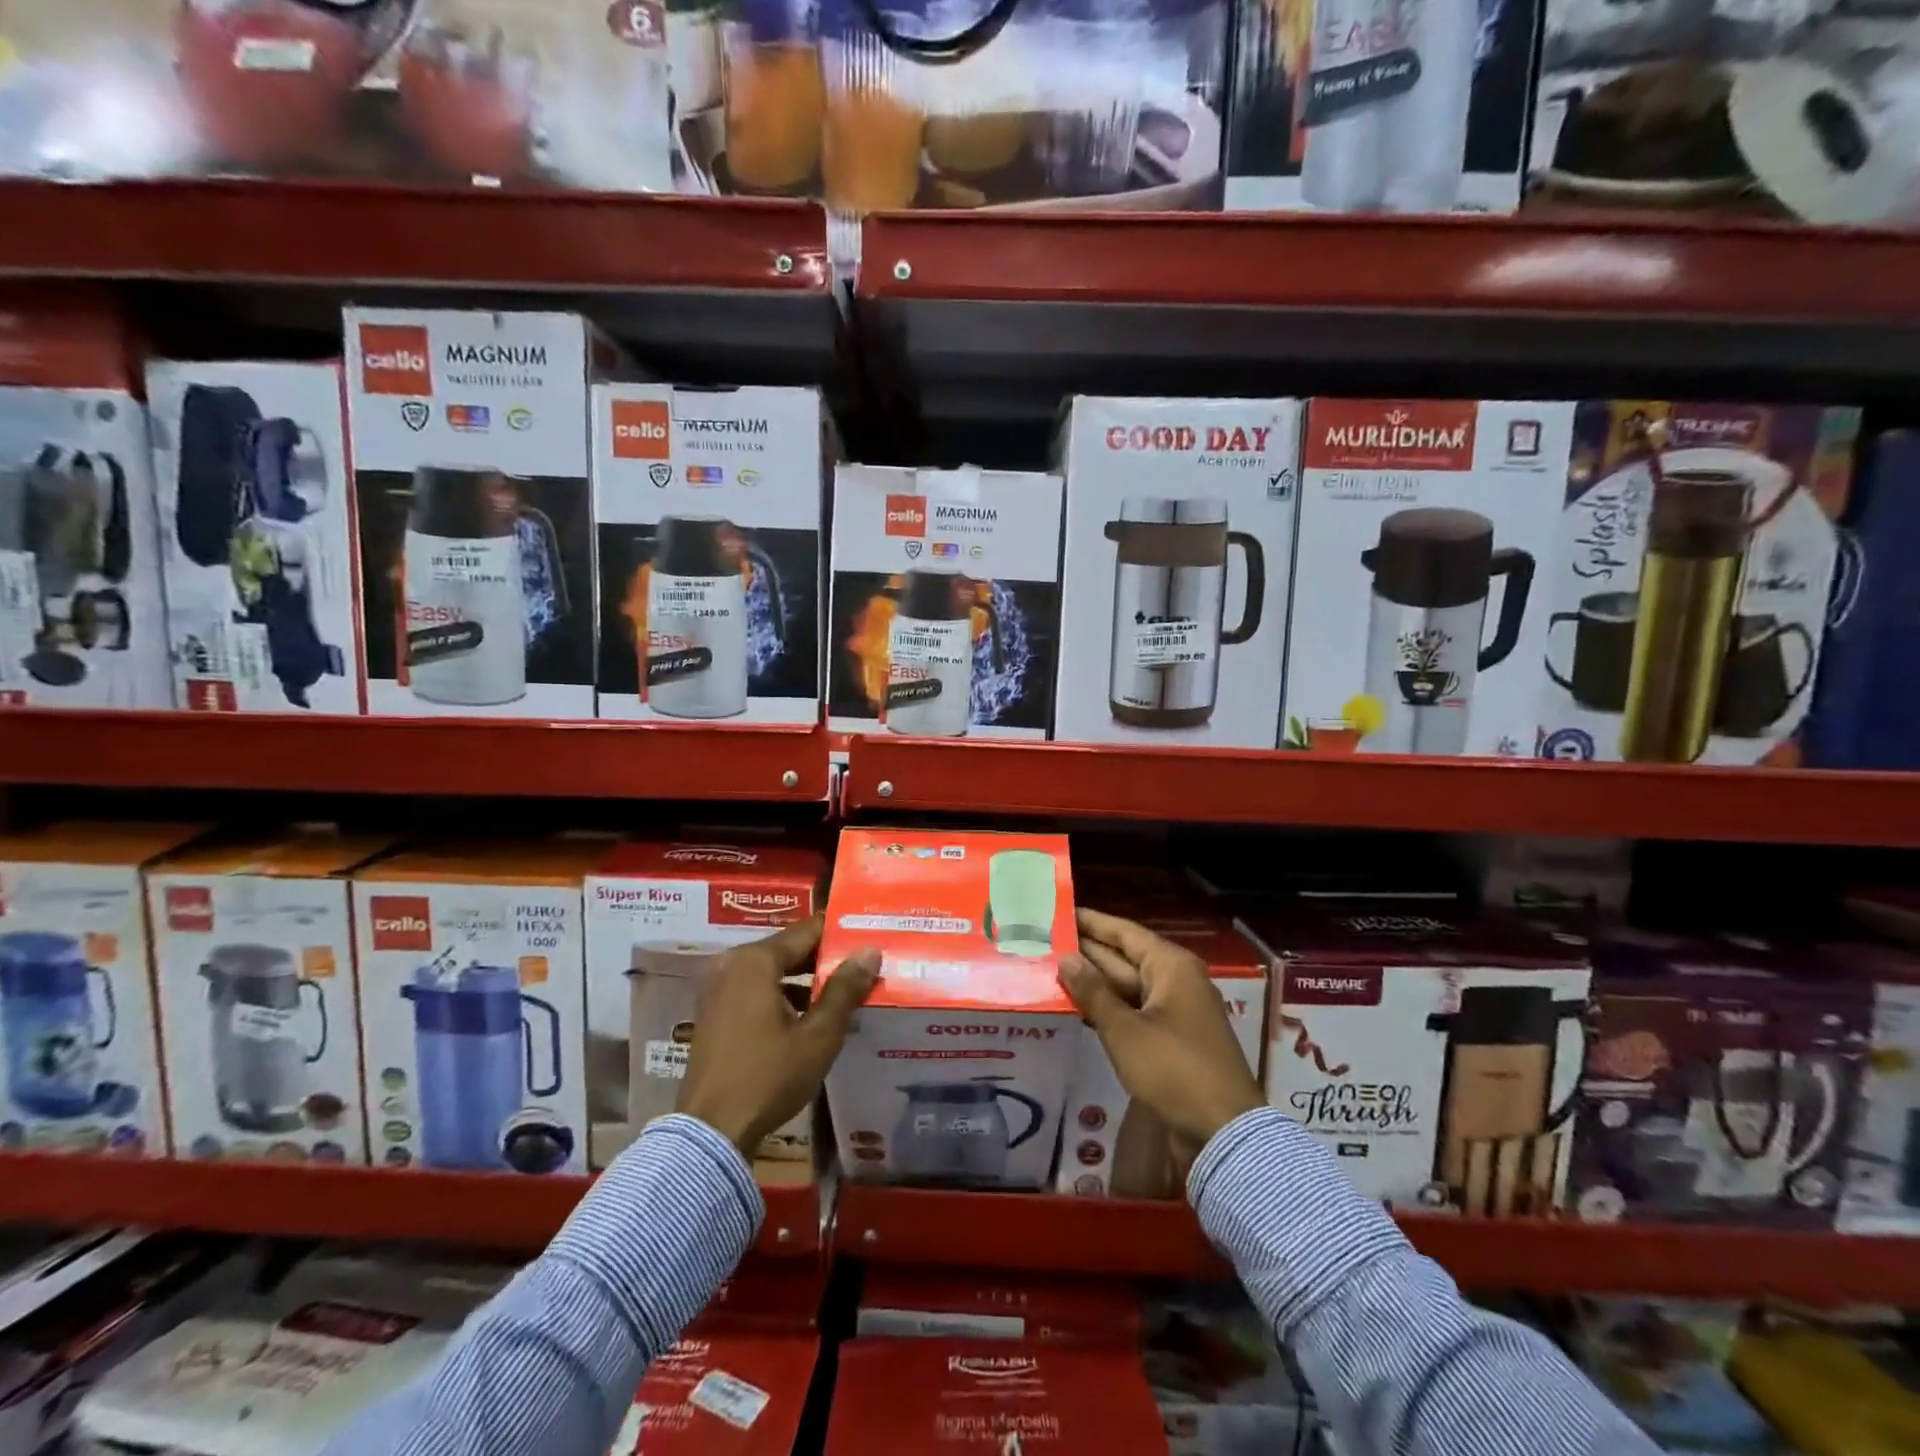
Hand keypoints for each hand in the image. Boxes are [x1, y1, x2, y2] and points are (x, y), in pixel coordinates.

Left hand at [675, 917, 880, 1158]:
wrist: (711, 1132)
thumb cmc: (768, 1077)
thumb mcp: (818, 1035)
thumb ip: (844, 989)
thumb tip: (870, 951)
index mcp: (755, 961)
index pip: (806, 930)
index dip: (839, 931)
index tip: (869, 933)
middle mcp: (732, 965)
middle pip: (788, 949)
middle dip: (824, 957)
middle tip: (863, 962)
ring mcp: (717, 990)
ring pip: (772, 971)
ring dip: (805, 979)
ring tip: (844, 989)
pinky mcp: (713, 1014)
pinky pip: (756, 990)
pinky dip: (782, 995)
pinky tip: (810, 1015)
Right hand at [1059, 908, 1265, 1169]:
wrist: (1222, 1132)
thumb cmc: (1174, 1069)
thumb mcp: (1125, 1030)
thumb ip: (1093, 992)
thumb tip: (1065, 958)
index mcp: (1170, 966)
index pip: (1123, 932)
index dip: (1090, 922)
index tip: (1058, 913)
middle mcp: (1174, 981)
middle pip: (1123, 958)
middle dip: (1085, 953)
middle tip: (1042, 944)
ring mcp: (1173, 1012)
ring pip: (1125, 988)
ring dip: (1091, 984)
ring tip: (1048, 973)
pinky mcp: (1169, 1040)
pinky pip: (1132, 1013)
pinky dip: (1106, 1010)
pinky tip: (1075, 1009)